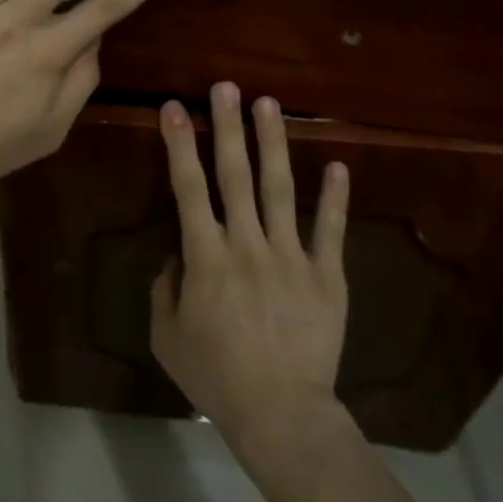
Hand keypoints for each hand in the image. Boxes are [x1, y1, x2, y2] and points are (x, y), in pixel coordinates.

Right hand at [150, 83, 350, 450]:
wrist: (281, 415)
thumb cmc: (216, 376)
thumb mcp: (166, 336)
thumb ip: (165, 288)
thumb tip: (177, 255)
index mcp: (206, 256)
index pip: (188, 188)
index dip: (180, 145)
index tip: (174, 108)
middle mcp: (247, 244)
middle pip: (234, 175)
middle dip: (228, 126)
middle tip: (226, 86)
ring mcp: (291, 257)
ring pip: (279, 189)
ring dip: (273, 143)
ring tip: (269, 104)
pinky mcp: (327, 276)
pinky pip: (329, 230)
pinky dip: (333, 198)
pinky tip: (337, 165)